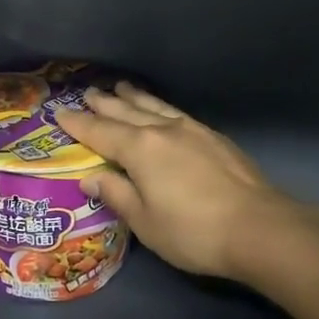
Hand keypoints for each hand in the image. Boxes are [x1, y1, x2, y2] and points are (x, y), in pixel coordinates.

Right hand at [58, 84, 308, 283]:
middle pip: (127, 111)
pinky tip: (163, 110)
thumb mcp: (145, 222)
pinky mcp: (214, 138)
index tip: (59, 111)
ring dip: (135, 96)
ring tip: (122, 86)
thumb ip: (116, 194)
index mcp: (140, 149)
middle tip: (88, 91)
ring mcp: (192, 130)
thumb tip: (90, 177)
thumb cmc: (193, 231)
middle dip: (105, 103)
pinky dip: (161, 106)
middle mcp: (163, 130)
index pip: (100, 132)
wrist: (258, 227)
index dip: (78, 123)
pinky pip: (176, 113)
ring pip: (155, 106)